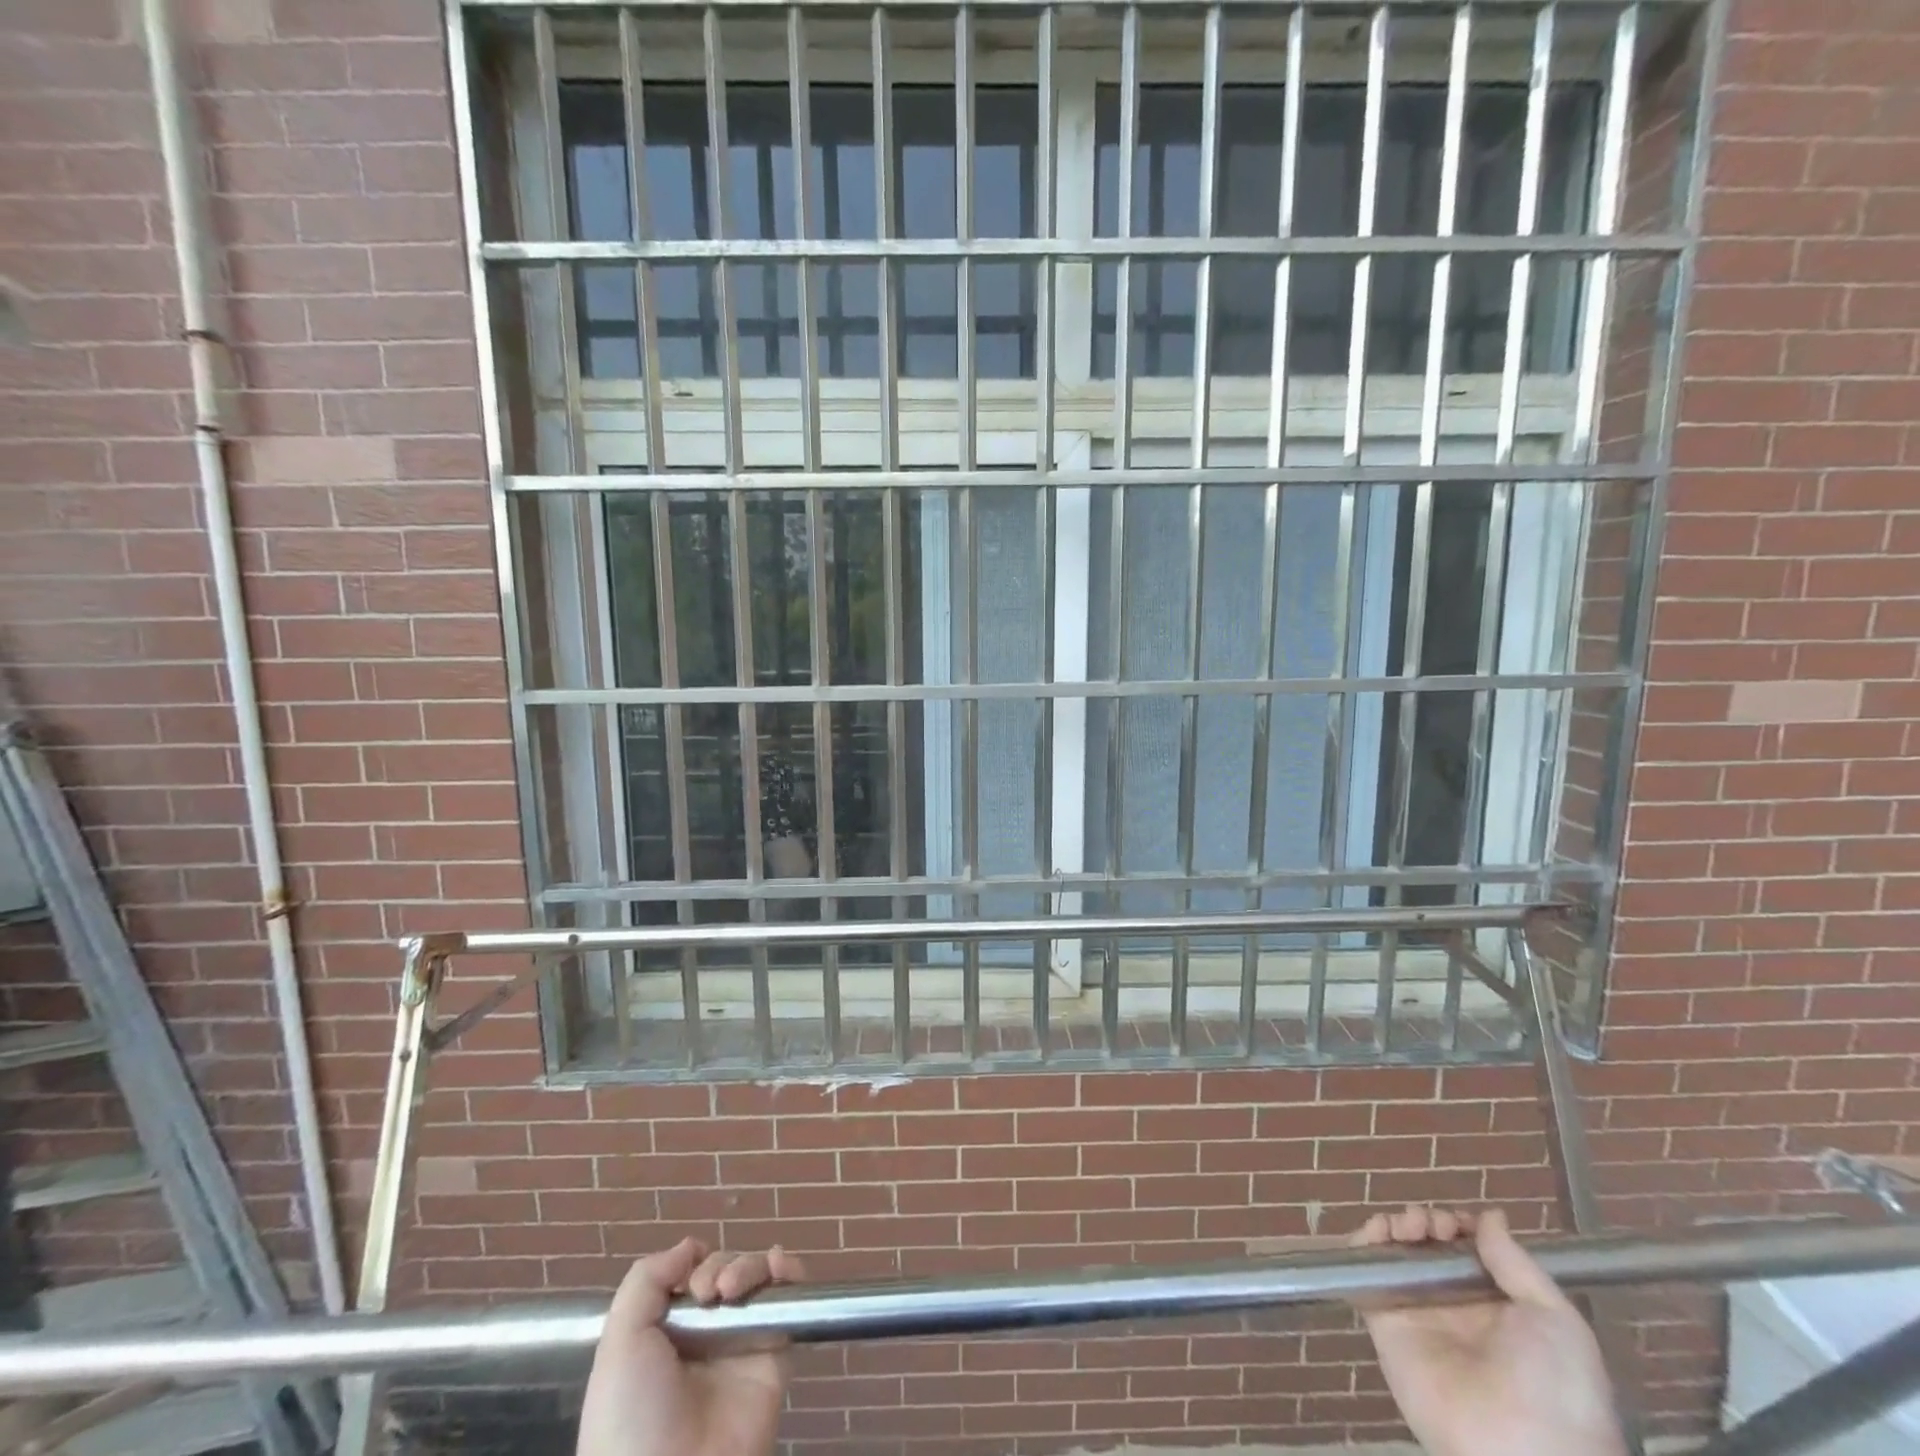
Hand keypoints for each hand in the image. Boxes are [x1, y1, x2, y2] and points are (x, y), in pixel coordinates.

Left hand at [576, 1241, 804, 1455]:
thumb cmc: (634, 1412)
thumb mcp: (620, 1342)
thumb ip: (647, 1280)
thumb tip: (691, 1246)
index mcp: (667, 1334)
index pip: (692, 1275)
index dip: (694, 1266)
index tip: (689, 1284)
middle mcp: (707, 1335)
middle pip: (726, 1269)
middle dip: (720, 1266)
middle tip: (710, 1292)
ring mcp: (743, 1343)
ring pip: (757, 1277)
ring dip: (749, 1265)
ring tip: (733, 1290)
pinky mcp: (775, 1354)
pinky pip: (789, 1301)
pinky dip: (789, 1272)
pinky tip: (778, 1267)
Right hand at [1351, 1205, 1626, 1455]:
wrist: (1522, 1454)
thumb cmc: (1554, 1386)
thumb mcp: (1556, 1320)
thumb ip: (1516, 1263)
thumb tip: (1489, 1215)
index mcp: (1497, 1307)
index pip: (1466, 1252)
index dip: (1458, 1227)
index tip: (1458, 1222)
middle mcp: (1455, 1307)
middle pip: (1427, 1247)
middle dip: (1424, 1221)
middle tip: (1430, 1224)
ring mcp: (1417, 1315)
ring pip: (1395, 1255)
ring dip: (1394, 1227)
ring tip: (1406, 1227)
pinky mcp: (1384, 1324)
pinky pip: (1364, 1278)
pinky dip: (1361, 1247)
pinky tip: (1375, 1234)